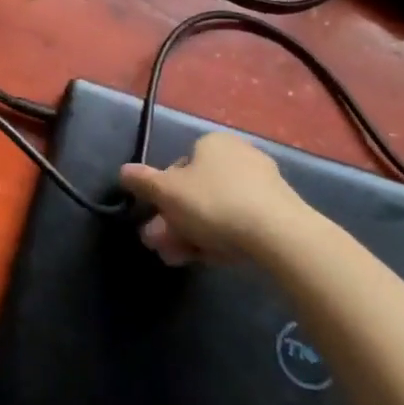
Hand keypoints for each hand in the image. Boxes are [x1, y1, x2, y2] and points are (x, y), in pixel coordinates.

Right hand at [119, 131, 315, 265]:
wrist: (280, 236)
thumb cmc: (215, 203)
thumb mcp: (167, 192)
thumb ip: (142, 181)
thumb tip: (123, 171)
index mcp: (213, 143)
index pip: (178, 167)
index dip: (162, 196)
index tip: (155, 219)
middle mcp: (239, 156)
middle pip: (195, 193)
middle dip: (173, 222)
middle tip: (161, 247)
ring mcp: (262, 185)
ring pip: (215, 211)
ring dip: (191, 235)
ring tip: (178, 260)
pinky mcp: (279, 213)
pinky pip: (239, 223)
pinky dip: (220, 239)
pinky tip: (209, 261)